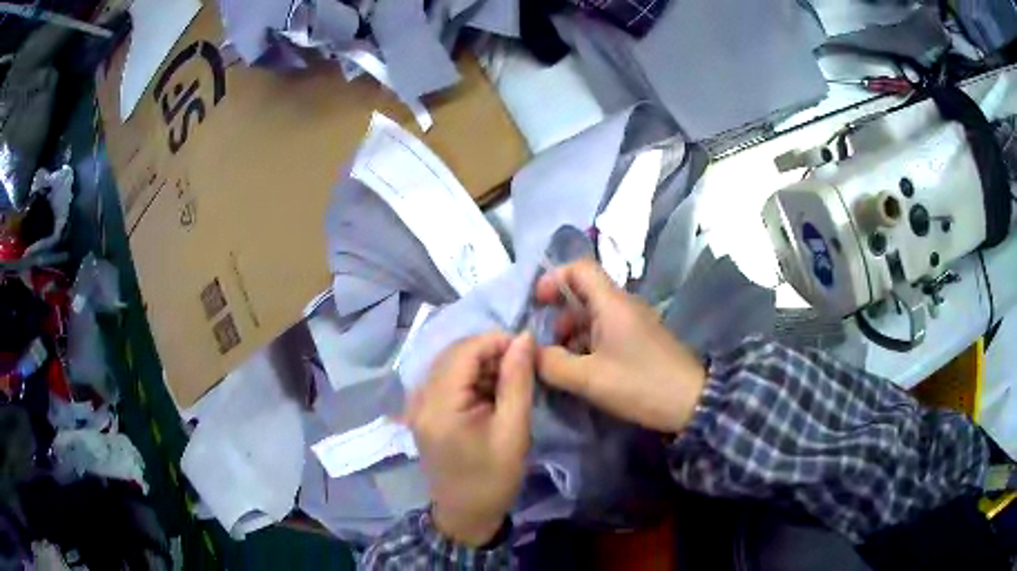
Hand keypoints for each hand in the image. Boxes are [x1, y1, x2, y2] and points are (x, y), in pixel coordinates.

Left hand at [406, 332, 534, 546]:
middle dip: (489, 351)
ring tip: (509, 382)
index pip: (464, 350)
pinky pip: (445, 379)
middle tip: (521, 366)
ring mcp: (417, 405)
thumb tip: (523, 338)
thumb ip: (517, 381)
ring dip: (480, 364)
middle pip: (453, 353)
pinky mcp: (422, 412)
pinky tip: (489, 393)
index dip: (496, 341)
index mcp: (439, 405)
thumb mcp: (513, 431)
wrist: (465, 514)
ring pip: (449, 364)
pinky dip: (469, 378)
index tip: (527, 349)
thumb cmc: (493, 478)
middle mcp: (420, 398)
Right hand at [534, 259, 706, 433]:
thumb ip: (553, 364)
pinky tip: (583, 370)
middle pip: (584, 293)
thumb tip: (531, 353)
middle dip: (559, 314)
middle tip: (547, 343)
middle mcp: (623, 305)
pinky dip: (588, 344)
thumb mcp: (589, 378)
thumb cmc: (640, 384)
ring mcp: (634, 322)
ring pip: (594, 315)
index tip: (536, 303)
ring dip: (573, 333)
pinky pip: (607, 331)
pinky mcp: (640, 340)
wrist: (691, 402)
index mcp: (612, 303)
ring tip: (561, 362)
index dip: (554, 278)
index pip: (579, 268)